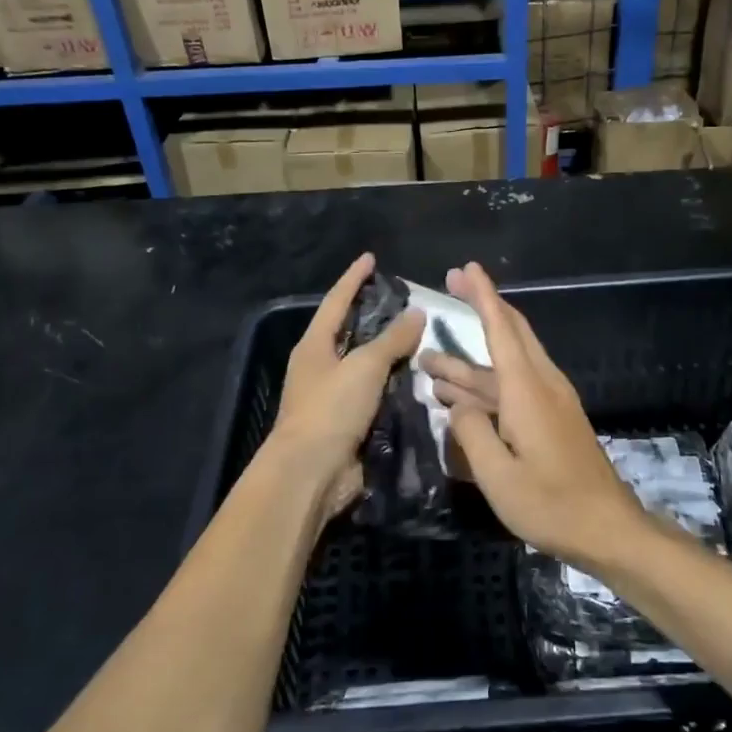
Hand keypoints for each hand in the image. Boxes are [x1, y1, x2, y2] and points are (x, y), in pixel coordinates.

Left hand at [271, 253, 425, 526]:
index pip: (336, 301)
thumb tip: (417, 313)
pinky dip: (392, 385)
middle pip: (349, 332)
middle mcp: (319, 367)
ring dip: (388, 353)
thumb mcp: (364, 366)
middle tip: (404, 300)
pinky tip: (417, 380)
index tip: (371, 258)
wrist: (310, 473)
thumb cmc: (331, 409)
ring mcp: (331, 397)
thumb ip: (392, 339)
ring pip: (364, 365)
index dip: (354, 278)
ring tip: (420, 337)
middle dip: (373, 316)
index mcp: (314, 346)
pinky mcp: (346, 423)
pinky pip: (373, 395)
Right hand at [425, 263, 644, 568]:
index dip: (482, 296)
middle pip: (511, 333)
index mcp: (528, 391)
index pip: (501, 329)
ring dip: (470, 361)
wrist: (608, 530)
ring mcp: (550, 403)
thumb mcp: (497, 476)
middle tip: (451, 286)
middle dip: (482, 306)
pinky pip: (514, 388)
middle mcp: (542, 385)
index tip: (464, 269)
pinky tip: (458, 400)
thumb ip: (469, 433)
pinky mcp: (553, 420)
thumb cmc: (551, 504)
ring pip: (507, 366)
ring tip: (428, 362)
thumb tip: (456, 404)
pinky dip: (485, 385)